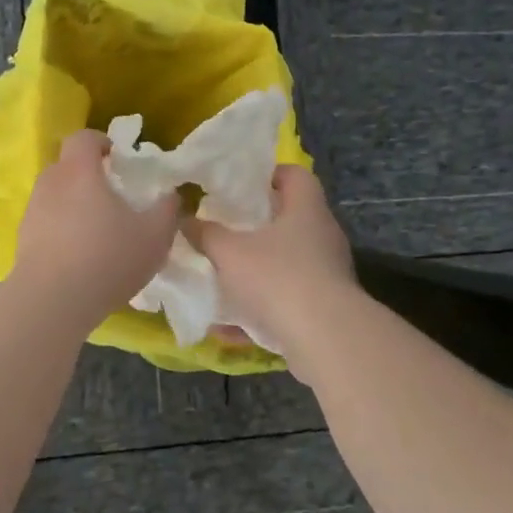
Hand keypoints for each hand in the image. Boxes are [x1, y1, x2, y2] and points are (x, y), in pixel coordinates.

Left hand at [8, 129, 179, 331]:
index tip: (118, 158)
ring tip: (96, 229)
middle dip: (88, 174)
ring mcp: (32, 211)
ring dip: (73, 203)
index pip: (83, 138)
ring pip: (55, 195)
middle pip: (66, 165)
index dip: (101, 142)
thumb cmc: (107, 258)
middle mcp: (50, 183)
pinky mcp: (23, 239)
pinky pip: (46, 222)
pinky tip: (79, 255)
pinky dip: (61, 229)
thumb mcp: (155, 236)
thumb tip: (171, 195)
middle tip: (112, 196)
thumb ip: (167, 209)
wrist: (53, 301)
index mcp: (79, 171)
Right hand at [190, 164, 359, 377]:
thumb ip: (205, 234)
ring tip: (222, 275)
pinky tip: (228, 325)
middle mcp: (323, 235)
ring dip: (257, 268)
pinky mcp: (325, 306)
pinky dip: (260, 307)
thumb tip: (184, 219)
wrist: (324, 338)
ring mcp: (328, 273)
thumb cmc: (276, 278)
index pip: (294, 174)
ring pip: (287, 262)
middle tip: (223, 228)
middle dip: (255, 225)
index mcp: (306, 209)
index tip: (238, 185)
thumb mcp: (229, 252)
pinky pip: (287, 299)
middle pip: (290, 219)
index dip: (268, 174)